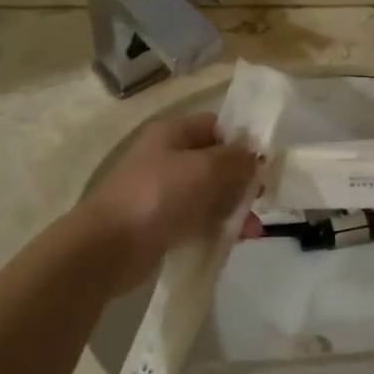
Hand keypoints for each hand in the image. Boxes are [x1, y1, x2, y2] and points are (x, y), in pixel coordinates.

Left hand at [76, 113, 259, 292]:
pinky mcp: (159, 223)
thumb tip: (253, 157)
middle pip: (214, 162)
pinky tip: (233, 242)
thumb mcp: (205, 169)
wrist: (107, 247)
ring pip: (207, 194)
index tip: (266, 162)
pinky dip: (215, 227)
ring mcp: (161, 192)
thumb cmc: (158, 196)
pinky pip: (195, 219)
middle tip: (263, 198)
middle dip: (241, 180)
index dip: (242, 140)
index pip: (216, 126)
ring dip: (232, 208)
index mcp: (172, 133)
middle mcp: (166, 157)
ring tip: (253, 230)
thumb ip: (235, 159)